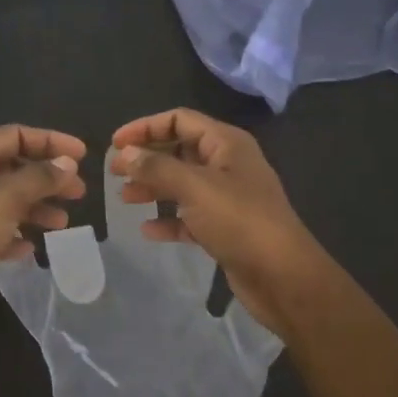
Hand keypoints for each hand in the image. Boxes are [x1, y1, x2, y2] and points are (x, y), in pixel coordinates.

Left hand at [0, 124, 87, 344]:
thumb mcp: (4, 198)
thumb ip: (39, 178)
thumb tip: (67, 164)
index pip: (15, 135)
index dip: (50, 141)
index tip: (83, 156)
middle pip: (14, 168)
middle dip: (48, 177)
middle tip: (79, 193)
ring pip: (8, 201)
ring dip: (36, 207)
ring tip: (63, 223)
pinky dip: (16, 235)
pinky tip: (30, 248)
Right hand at [109, 108, 331, 338]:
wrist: (283, 277)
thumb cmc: (240, 221)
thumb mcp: (195, 187)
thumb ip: (157, 168)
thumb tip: (126, 154)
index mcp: (227, 144)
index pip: (180, 120)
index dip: (145, 127)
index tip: (115, 144)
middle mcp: (228, 165)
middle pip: (179, 151)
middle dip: (147, 159)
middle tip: (114, 172)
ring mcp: (228, 198)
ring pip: (182, 184)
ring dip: (153, 188)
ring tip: (124, 198)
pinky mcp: (225, 229)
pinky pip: (190, 217)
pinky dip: (169, 219)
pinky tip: (147, 229)